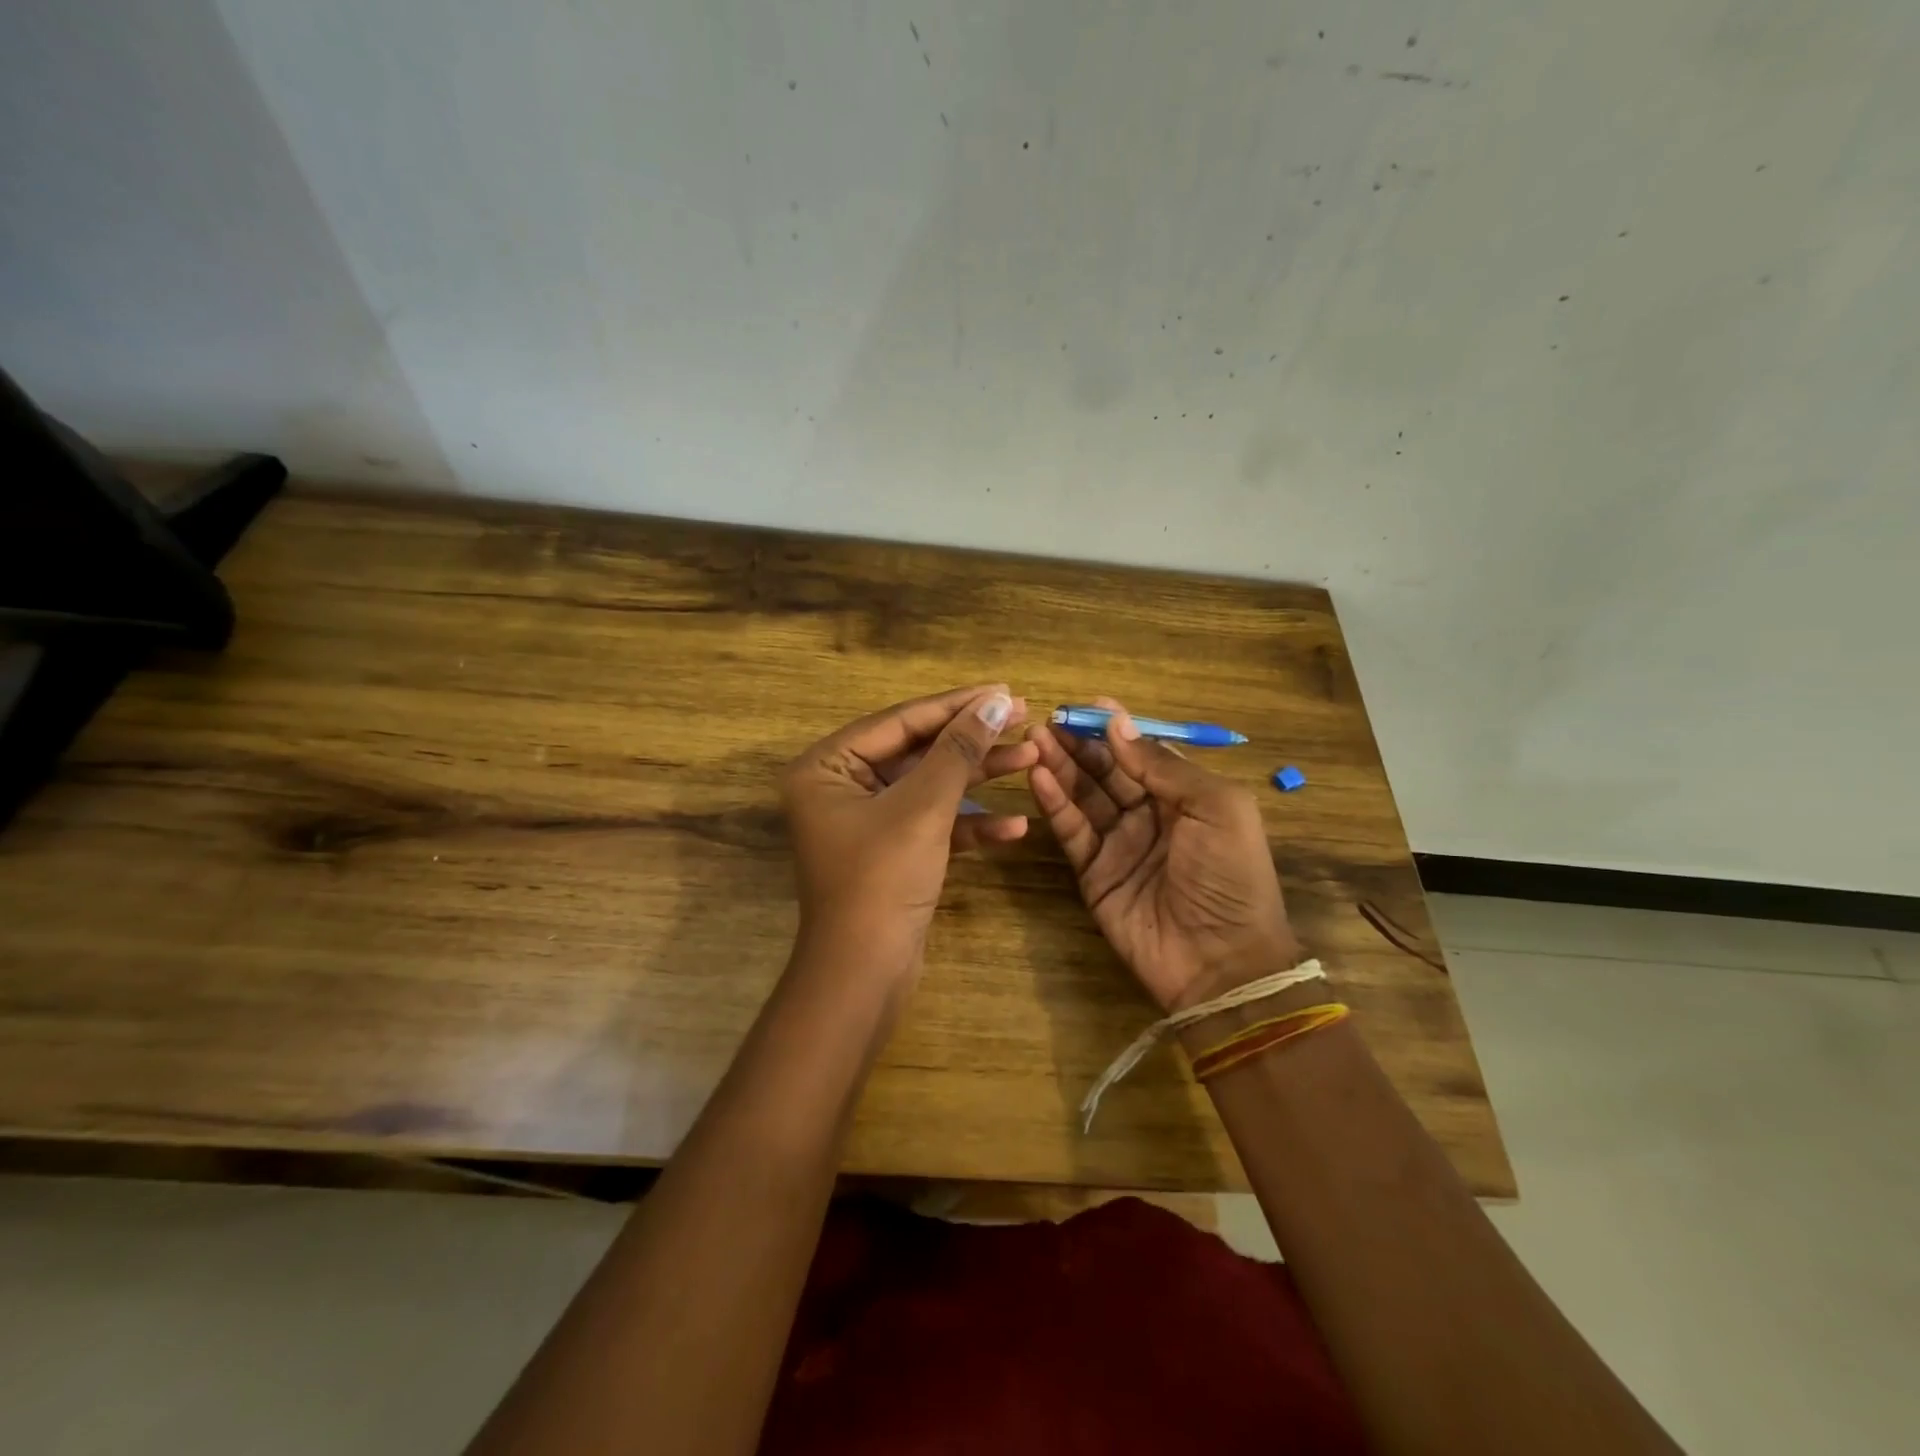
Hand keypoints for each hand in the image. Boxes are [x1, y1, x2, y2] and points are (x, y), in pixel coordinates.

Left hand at [781, 684, 1038, 969]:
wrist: (864, 977)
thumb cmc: (882, 880)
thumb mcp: (923, 808)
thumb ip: (959, 750)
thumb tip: (995, 701)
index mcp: (827, 766)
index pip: (900, 721)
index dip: (956, 704)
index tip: (1004, 689)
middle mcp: (840, 787)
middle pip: (917, 751)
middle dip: (972, 741)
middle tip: (1024, 718)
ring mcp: (866, 822)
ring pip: (930, 787)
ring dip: (978, 778)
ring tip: (1031, 761)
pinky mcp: (890, 852)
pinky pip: (931, 824)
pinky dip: (969, 825)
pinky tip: (1015, 825)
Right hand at [1026, 698, 1302, 1012]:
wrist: (1221, 961)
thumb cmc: (1230, 876)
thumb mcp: (1216, 808)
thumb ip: (1164, 766)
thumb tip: (1119, 725)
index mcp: (1186, 796)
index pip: (1144, 752)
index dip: (1118, 728)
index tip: (1087, 704)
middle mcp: (1150, 815)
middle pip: (1108, 770)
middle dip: (1081, 743)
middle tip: (1049, 720)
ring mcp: (1119, 844)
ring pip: (1084, 795)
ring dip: (1061, 766)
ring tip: (1036, 739)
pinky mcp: (1093, 872)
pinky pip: (1072, 830)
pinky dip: (1055, 803)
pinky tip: (1038, 776)